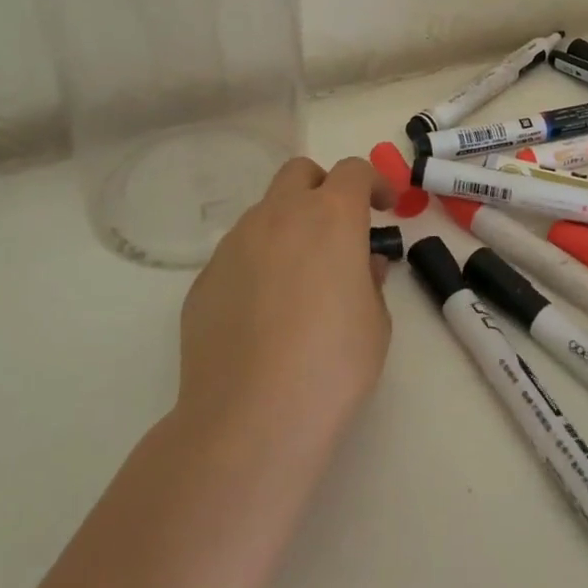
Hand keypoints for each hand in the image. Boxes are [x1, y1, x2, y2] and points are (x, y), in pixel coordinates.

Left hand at [176, 156, 394, 465]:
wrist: (250, 418)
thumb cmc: (332, 365)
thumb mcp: (375, 322)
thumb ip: (370, 280)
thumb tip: (360, 264)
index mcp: (330, 217)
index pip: (354, 170)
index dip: (373, 182)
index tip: (383, 208)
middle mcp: (278, 216)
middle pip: (300, 172)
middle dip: (323, 188)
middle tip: (339, 229)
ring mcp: (234, 244)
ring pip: (265, 212)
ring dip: (288, 227)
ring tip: (299, 281)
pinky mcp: (204, 278)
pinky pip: (238, 254)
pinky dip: (258, 264)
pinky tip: (263, 315)